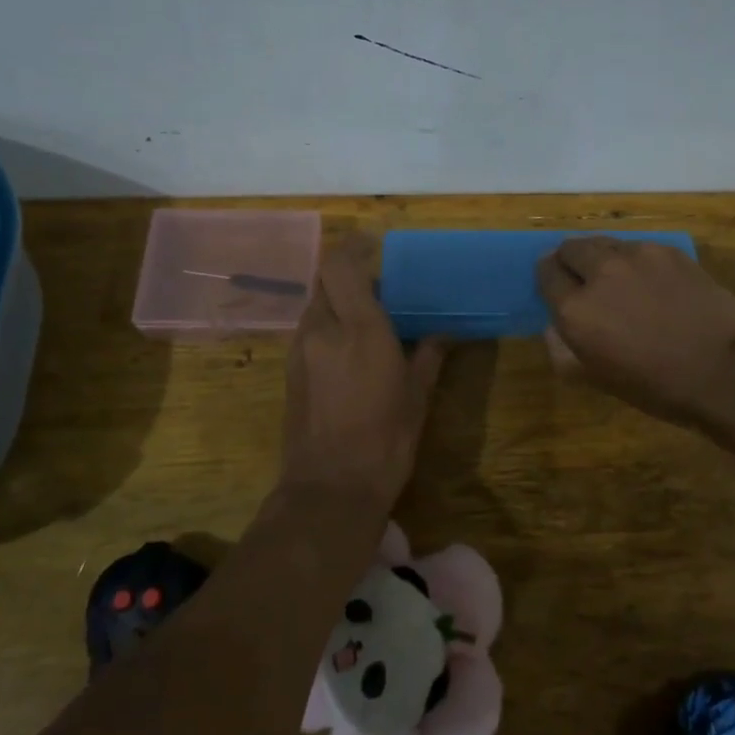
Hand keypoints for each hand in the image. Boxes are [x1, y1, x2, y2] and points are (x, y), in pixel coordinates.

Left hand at [281, 234, 448, 509]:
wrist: (329, 490)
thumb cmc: (385, 440)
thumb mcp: (417, 396)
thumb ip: (429, 355)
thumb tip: (444, 332)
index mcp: (359, 329)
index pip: (340, 264)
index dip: (353, 246)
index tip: (374, 244)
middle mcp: (323, 330)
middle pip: (325, 281)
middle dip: (348, 275)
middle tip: (378, 286)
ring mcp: (300, 350)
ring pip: (315, 306)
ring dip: (337, 302)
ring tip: (365, 320)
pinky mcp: (289, 372)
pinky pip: (308, 331)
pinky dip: (327, 327)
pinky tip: (349, 351)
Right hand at [536, 236, 734, 425]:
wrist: (725, 369)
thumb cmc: (657, 386)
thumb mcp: (597, 378)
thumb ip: (563, 349)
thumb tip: (553, 326)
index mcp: (575, 308)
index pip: (545, 273)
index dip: (549, 279)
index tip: (557, 288)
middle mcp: (599, 272)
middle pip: (570, 248)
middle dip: (570, 261)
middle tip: (584, 280)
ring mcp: (636, 256)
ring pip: (603, 242)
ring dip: (601, 257)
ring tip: (618, 279)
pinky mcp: (667, 250)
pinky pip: (637, 247)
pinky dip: (634, 260)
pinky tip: (652, 282)